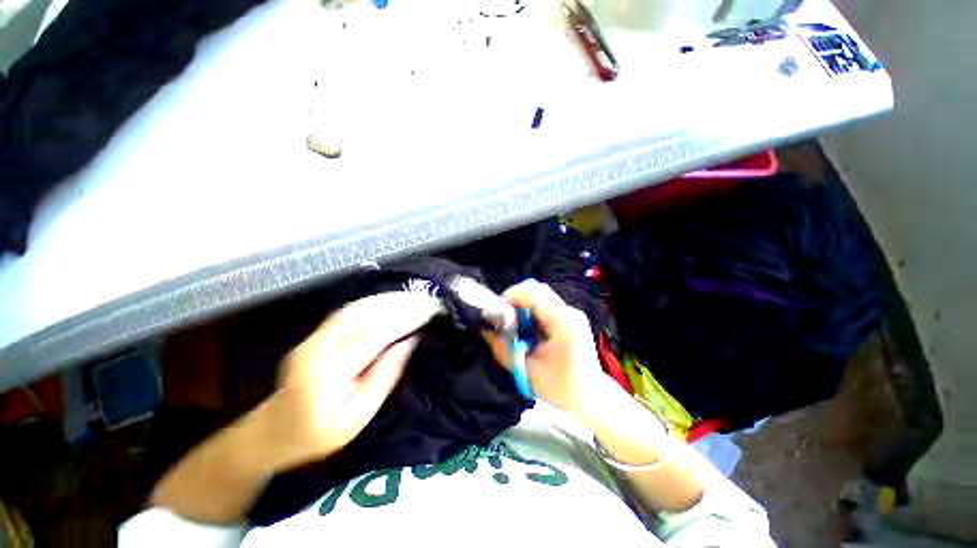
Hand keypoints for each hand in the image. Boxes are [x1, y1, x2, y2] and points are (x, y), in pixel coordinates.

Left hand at [264, 291, 442, 468]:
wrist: (273, 431)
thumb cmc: (320, 433)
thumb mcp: (359, 416)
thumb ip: (386, 376)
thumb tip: (410, 341)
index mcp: (325, 378)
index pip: (371, 336)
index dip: (402, 320)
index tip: (427, 312)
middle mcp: (315, 350)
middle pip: (362, 315)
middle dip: (397, 304)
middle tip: (425, 300)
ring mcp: (311, 339)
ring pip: (354, 308)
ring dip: (386, 300)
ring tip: (413, 297)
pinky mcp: (313, 335)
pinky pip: (347, 311)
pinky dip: (373, 303)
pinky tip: (390, 300)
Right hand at [481, 280, 611, 418]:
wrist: (592, 397)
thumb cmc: (561, 388)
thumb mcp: (527, 371)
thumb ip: (503, 349)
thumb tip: (484, 330)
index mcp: (564, 323)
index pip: (535, 294)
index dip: (511, 296)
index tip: (496, 311)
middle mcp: (570, 312)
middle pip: (538, 290)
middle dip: (515, 299)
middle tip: (502, 317)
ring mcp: (572, 313)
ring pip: (541, 295)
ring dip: (522, 305)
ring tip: (513, 324)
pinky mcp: (570, 317)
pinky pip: (546, 304)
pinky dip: (531, 310)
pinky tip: (527, 328)